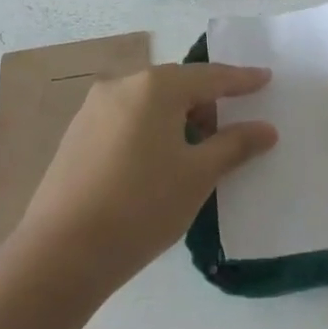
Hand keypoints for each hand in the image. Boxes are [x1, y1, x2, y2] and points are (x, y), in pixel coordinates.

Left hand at [16, 63, 275, 292]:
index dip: (241, 79)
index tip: (265, 78)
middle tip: (231, 128)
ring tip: (195, 152)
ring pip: (149, 103)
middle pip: (177, 85)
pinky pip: (127, 119)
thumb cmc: (142, 206)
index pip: (210, 76)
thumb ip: (235, 145)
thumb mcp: (198, 175)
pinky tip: (157, 162)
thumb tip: (266, 129)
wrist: (61, 252)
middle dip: (207, 102)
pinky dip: (151, 129)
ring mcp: (93, 109)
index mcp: (155, 87)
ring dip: (177, 118)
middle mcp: (121, 86)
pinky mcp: (76, 134)